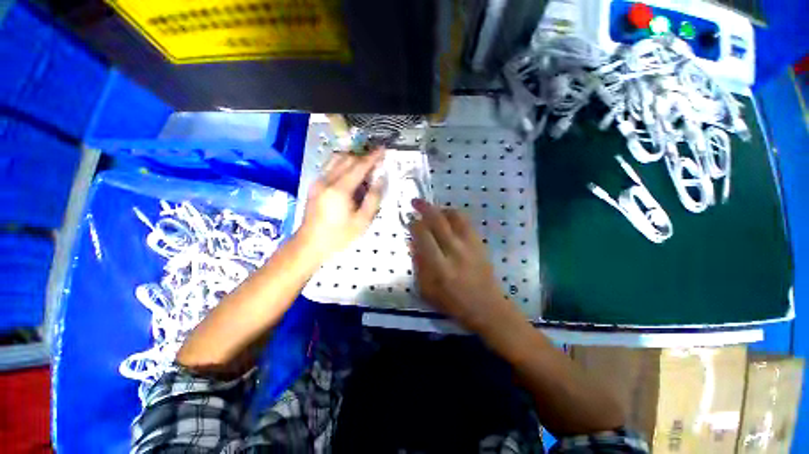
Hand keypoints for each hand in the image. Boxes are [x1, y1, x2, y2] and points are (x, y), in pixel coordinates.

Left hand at [297, 149, 384, 261]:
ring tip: (364, 167)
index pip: (359, 166)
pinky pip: (330, 166)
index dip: (372, 157)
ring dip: (352, 158)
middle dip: (363, 156)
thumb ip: (374, 198)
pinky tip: (350, 175)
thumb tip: (381, 178)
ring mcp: (318, 181)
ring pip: (336, 159)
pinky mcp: (314, 184)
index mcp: (340, 190)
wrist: (310, 244)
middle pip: (347, 158)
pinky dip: (343, 164)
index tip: (383, 149)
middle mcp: (327, 180)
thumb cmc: (339, 236)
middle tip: (376, 161)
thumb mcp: (362, 221)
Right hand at [408, 199, 520, 333]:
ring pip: (454, 216)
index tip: (409, 220)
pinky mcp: (479, 243)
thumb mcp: (427, 289)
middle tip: (415, 201)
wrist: (487, 307)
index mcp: (439, 266)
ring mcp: (470, 245)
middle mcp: (455, 251)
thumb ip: (418, 264)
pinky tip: (448, 217)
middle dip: (424, 208)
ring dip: (440, 209)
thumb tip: (412, 241)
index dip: (414, 224)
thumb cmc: (453, 303)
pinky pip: (466, 221)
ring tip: (433, 209)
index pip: (423, 236)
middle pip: (438, 221)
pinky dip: (454, 215)